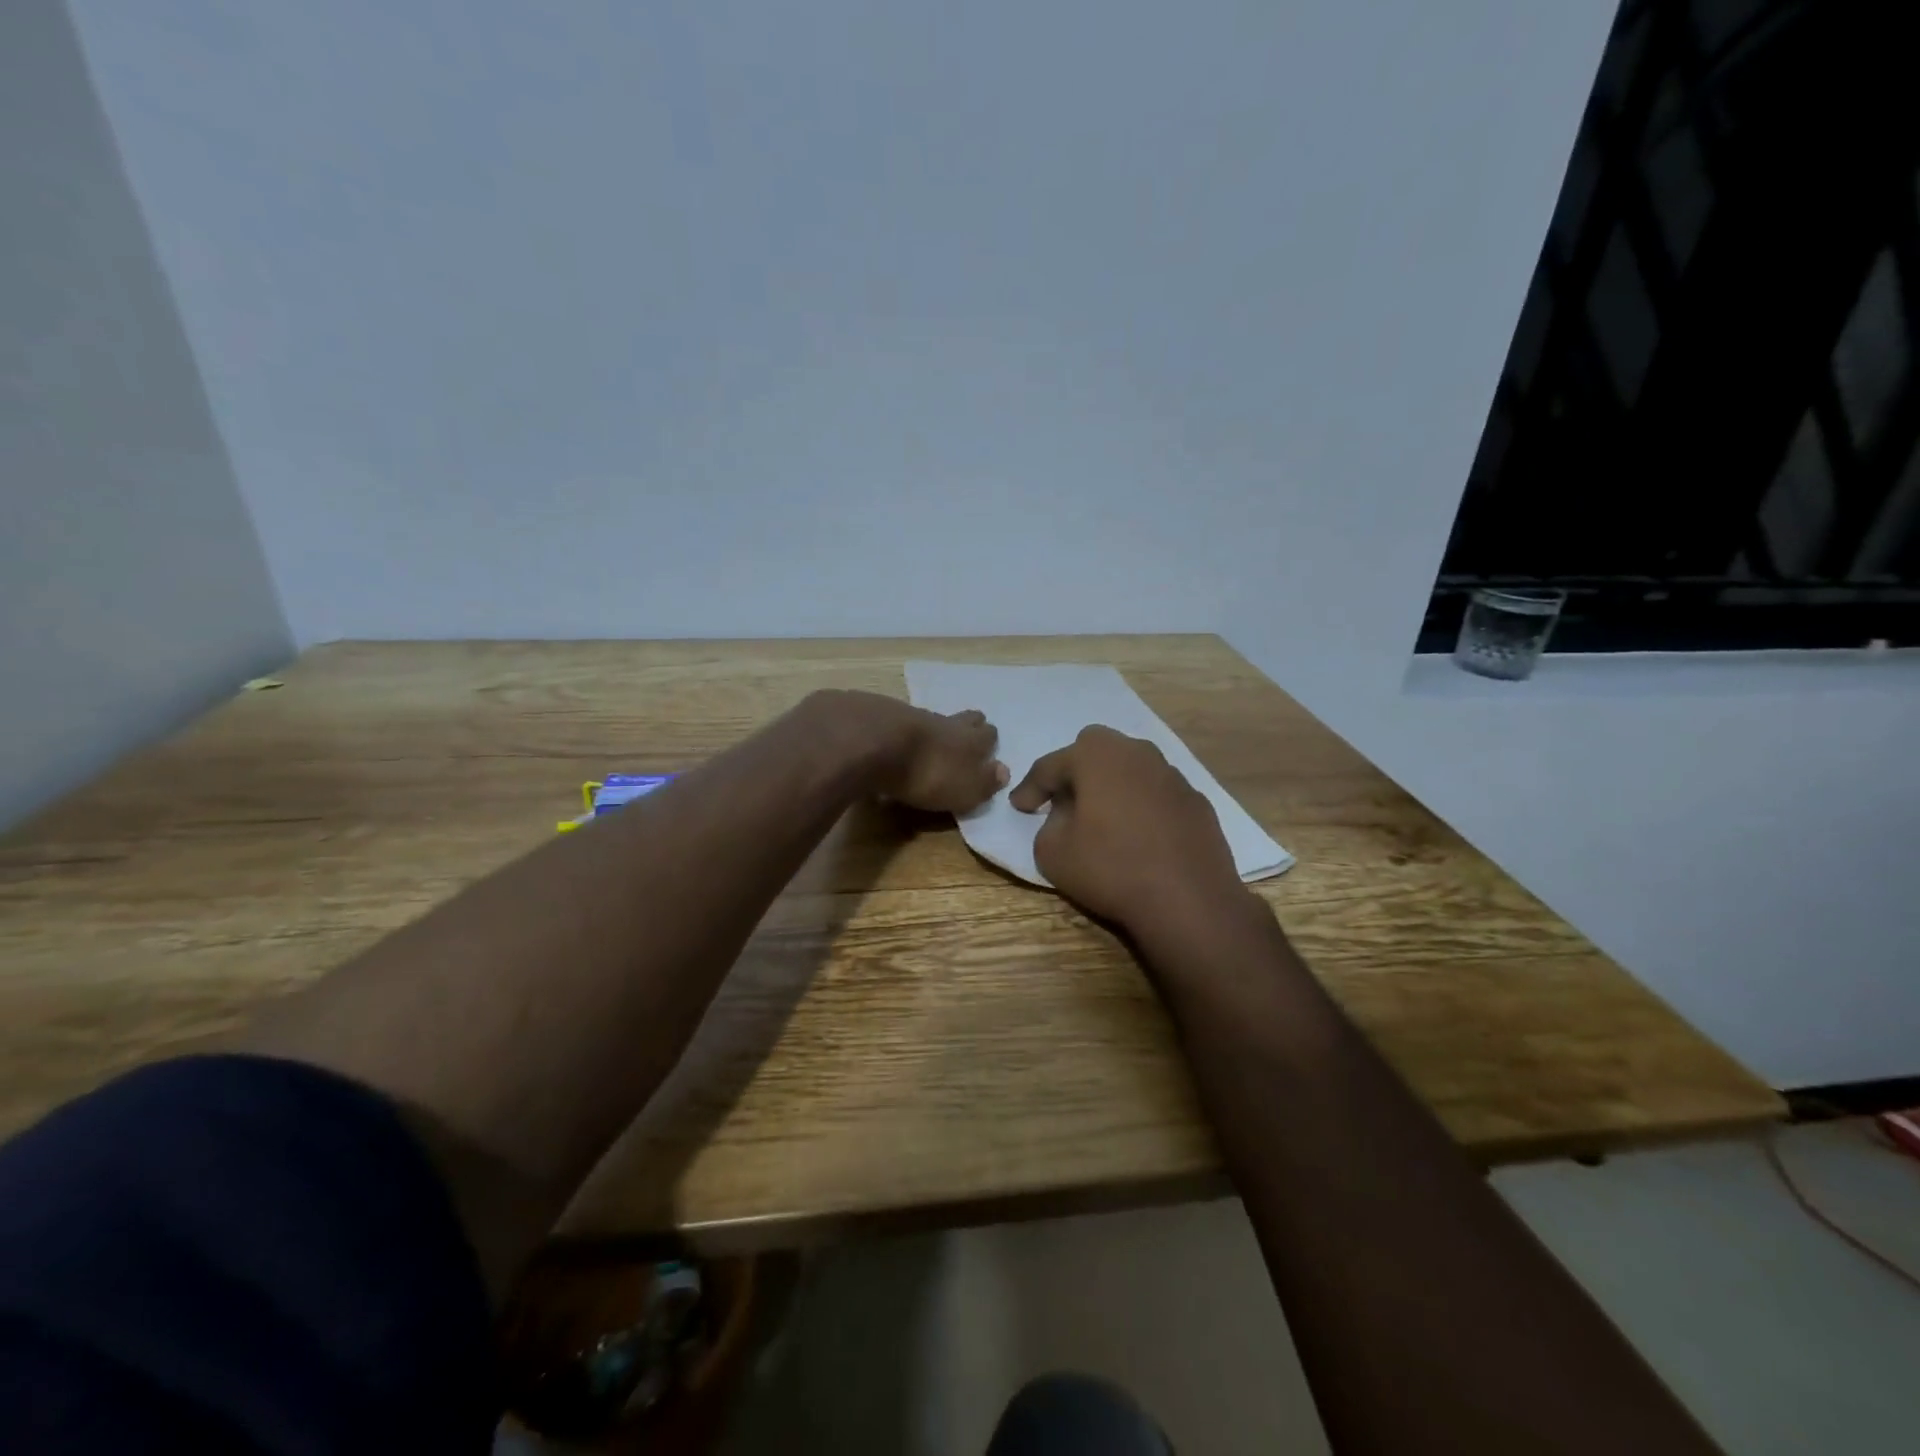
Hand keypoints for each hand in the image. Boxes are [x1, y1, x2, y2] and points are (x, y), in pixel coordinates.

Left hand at [890, 706, 1007, 812]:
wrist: (878, 743)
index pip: (989, 735)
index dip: (989, 743)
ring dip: (937, 730)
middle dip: (969, 727)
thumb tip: (1003, 771)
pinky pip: (905, 723)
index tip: (987, 752)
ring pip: (936, 719)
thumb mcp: (966, 789)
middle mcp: (949, 722)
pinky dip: (907, 732)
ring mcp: (917, 716)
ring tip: (933, 743)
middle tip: (966, 740)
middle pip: (966, 719)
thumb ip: (986, 781)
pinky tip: (901, 742)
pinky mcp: (887, 717)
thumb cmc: (930, 774)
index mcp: (973, 740)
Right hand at [1009, 726, 1247, 937]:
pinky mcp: (1197, 802)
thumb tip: (1066, 815)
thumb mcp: (1052, 852)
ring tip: (1104, 820)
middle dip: (1075, 772)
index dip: (1030, 788)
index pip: (1051, 765)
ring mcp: (1173, 776)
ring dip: (1112, 787)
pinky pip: (1158, 795)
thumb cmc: (1111, 869)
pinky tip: (1140, 837)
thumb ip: (1048, 823)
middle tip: (1064, 803)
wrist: (1189, 901)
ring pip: (1131, 769)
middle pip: (1096, 750)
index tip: (1020, 807)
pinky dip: (1143, 808)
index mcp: (1097, 756)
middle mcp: (1137, 753)